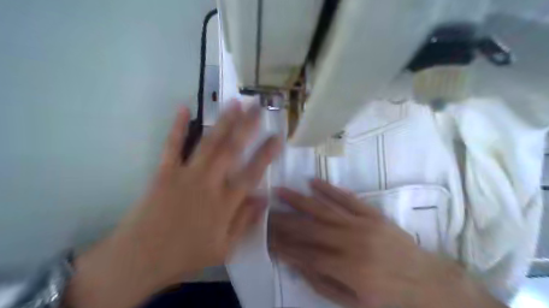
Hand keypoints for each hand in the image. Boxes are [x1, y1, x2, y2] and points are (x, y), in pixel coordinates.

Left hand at [68, 102, 280, 307]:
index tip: (278, 137)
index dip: (266, 154)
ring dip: (223, 122)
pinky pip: (172, 146)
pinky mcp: (164, 172)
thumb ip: (245, 222)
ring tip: (235, 103)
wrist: (140, 259)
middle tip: (258, 107)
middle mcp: (209, 183)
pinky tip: (184, 108)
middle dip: (247, 126)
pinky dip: (177, 126)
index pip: (252, 173)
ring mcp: (186, 175)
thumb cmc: (186, 256)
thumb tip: (265, 198)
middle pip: (232, 150)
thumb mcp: (224, 248)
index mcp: (225, 203)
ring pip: (209, 143)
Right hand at [268, 180, 502, 307]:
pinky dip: (329, 189)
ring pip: (324, 209)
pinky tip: (312, 181)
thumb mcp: (355, 303)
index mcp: (348, 269)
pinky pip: (347, 198)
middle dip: (284, 220)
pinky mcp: (372, 213)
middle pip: (309, 228)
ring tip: (280, 190)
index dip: (283, 245)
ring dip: (299, 199)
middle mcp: (351, 242)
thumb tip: (297, 264)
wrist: (428, 281)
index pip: (306, 253)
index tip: (266, 237)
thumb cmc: (389, 297)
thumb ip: (323, 283)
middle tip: (265, 211)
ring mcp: (362, 224)